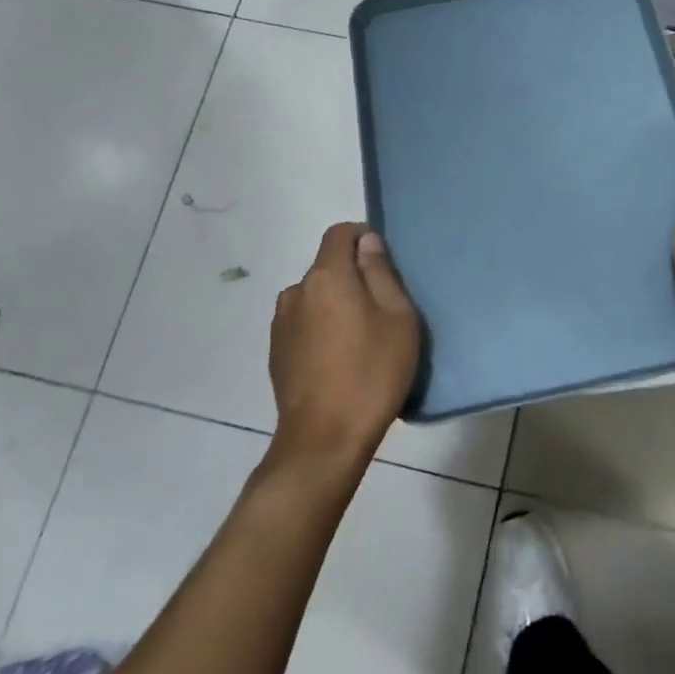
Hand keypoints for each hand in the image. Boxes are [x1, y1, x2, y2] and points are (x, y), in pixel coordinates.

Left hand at [268, 223, 419, 470]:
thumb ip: (381, 273)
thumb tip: (367, 243)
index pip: (340, 233)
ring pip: (316, 296)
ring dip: (336, 304)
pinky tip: (340, 359)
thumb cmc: (371, 372)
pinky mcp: (277, 353)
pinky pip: (305, 323)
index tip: (385, 262)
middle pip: (328, 267)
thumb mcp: (397, 318)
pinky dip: (322, 328)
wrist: (324, 440)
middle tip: (383, 308)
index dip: (363, 237)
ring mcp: (281, 324)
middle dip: (354, 276)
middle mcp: (297, 292)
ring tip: (361, 338)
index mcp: (326, 277)